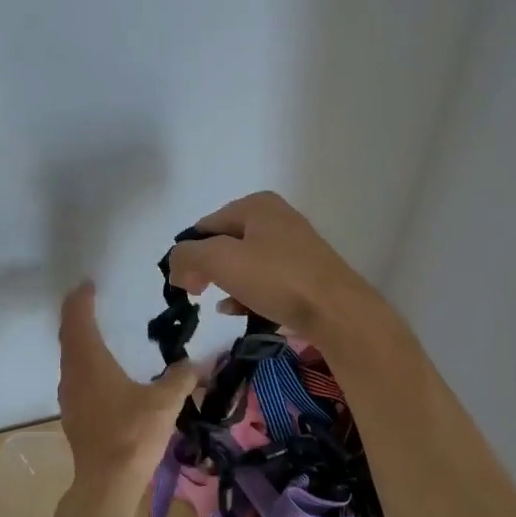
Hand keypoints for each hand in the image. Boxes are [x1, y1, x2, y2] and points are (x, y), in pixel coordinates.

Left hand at [58, 282, 196, 488]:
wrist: (107, 483)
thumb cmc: (133, 435)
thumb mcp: (165, 403)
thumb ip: (182, 378)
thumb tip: (200, 362)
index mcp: (90, 362)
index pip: (79, 320)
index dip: (81, 300)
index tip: (87, 285)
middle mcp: (73, 374)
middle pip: (69, 336)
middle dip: (77, 316)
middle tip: (89, 300)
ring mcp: (69, 397)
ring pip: (69, 358)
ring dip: (78, 340)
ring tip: (95, 331)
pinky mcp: (73, 415)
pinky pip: (75, 376)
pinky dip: (83, 362)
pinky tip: (100, 372)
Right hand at [168, 192, 377, 340]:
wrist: (338, 311)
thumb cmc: (277, 278)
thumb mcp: (220, 260)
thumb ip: (187, 256)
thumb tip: (177, 267)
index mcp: (257, 204)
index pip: (205, 226)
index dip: (189, 255)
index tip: (186, 286)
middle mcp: (277, 218)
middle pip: (225, 244)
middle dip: (208, 270)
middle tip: (201, 294)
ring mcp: (294, 245)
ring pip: (244, 264)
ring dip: (227, 284)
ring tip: (226, 305)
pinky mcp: (305, 273)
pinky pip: (265, 280)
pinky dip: (249, 293)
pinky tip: (242, 311)